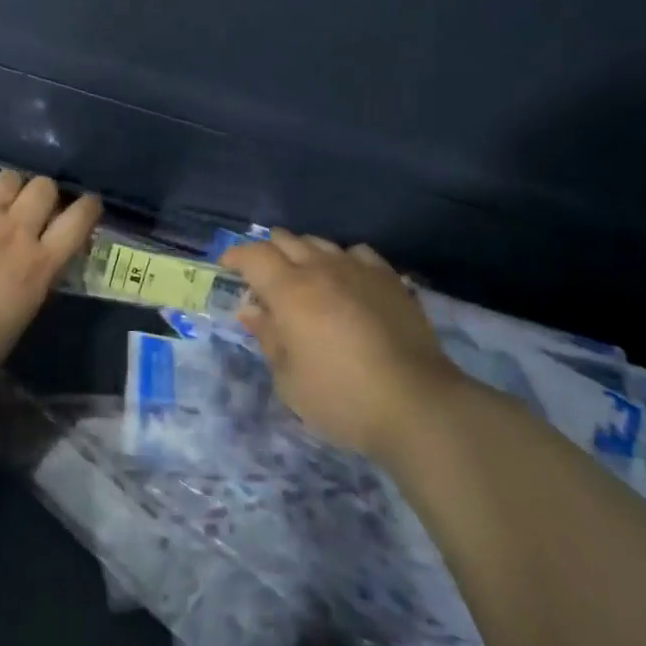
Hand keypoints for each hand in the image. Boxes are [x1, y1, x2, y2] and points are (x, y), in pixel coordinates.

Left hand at [0, 149, 101, 385]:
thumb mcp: (20, 317)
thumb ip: (30, 284)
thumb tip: (30, 270)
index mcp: (39, 264)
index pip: (78, 222)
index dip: (87, 207)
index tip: (88, 203)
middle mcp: (15, 230)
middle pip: (43, 189)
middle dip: (43, 193)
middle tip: (32, 204)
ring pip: (7, 178)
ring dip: (10, 183)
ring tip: (2, 190)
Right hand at [223, 232, 463, 463]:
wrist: (419, 405)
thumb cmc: (342, 398)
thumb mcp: (289, 379)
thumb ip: (268, 338)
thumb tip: (251, 310)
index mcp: (289, 290)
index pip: (253, 255)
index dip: (236, 256)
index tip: (227, 266)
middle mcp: (321, 269)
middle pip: (286, 239)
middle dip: (267, 250)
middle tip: (261, 274)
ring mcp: (359, 270)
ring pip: (320, 242)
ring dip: (303, 253)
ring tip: (302, 276)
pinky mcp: (390, 280)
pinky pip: (357, 253)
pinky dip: (342, 259)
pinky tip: (346, 280)